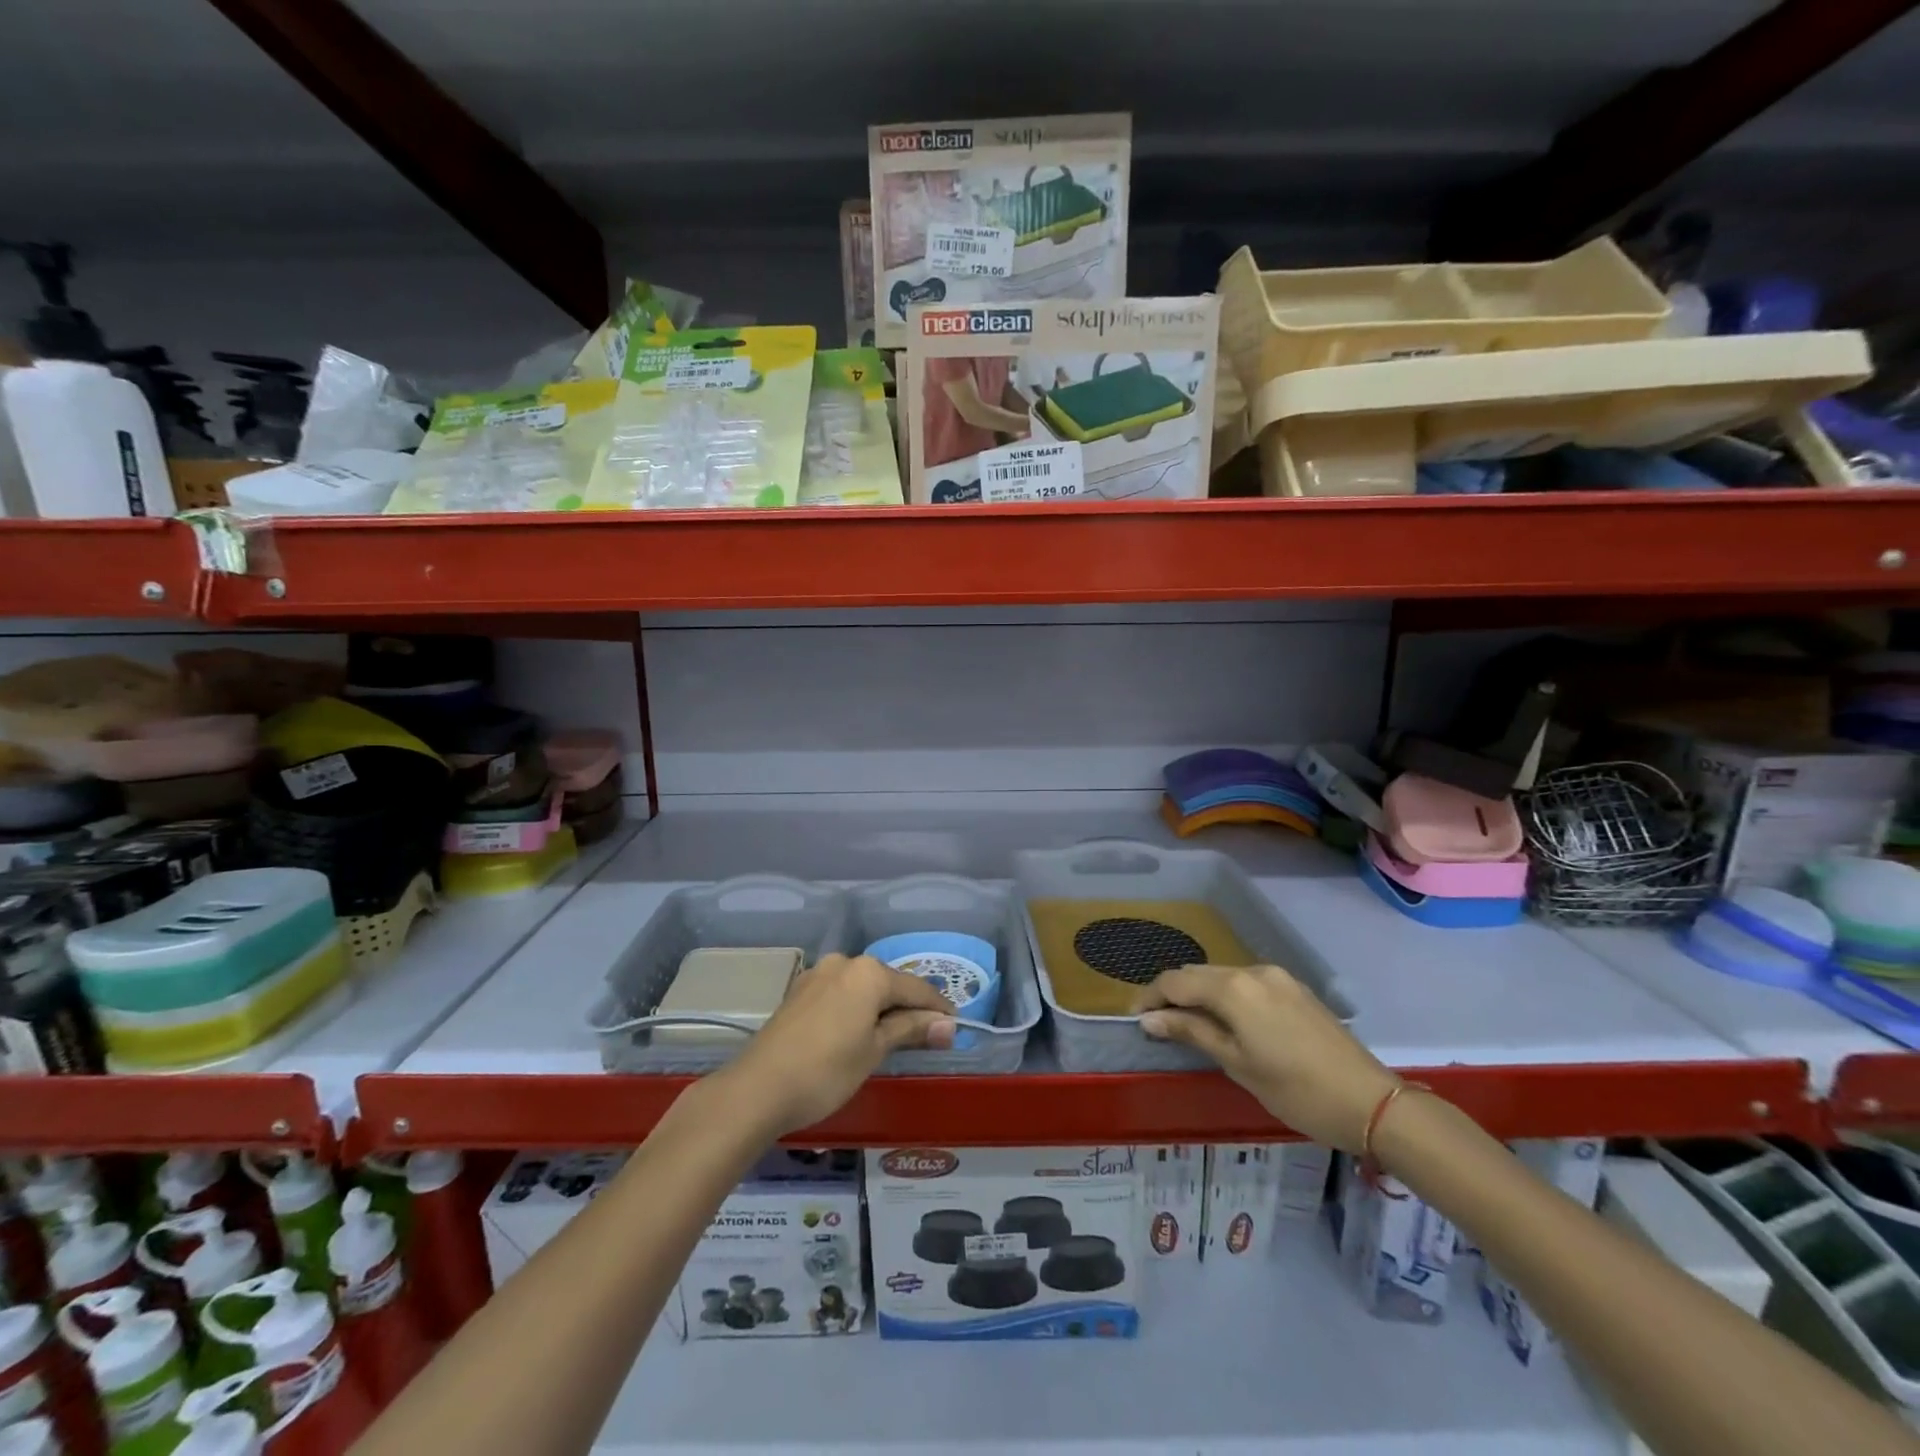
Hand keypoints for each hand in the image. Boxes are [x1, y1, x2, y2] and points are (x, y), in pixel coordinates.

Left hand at [718, 954, 955, 1135]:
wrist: (757, 1089)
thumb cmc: (826, 1070)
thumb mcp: (875, 1051)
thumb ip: (911, 1031)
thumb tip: (949, 1025)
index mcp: (869, 972)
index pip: (916, 988)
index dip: (938, 1008)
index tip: (955, 1026)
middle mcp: (844, 962)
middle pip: (888, 983)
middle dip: (908, 1008)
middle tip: (926, 1036)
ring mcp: (818, 974)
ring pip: (862, 988)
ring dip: (880, 1009)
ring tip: (893, 1037)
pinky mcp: (799, 991)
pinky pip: (840, 994)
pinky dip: (856, 1009)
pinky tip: (857, 1032)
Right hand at [1134, 964, 1397, 1152]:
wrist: (1371, 1102)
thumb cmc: (1296, 1090)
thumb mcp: (1237, 1064)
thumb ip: (1191, 1033)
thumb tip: (1149, 1020)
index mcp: (1233, 988)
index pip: (1176, 982)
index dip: (1151, 997)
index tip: (1136, 1019)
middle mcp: (1252, 971)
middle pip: (1197, 973)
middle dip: (1172, 993)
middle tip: (1157, 1023)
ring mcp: (1276, 977)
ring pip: (1222, 976)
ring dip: (1199, 993)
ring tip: (1187, 1023)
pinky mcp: (1294, 988)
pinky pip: (1246, 982)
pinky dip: (1226, 995)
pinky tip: (1225, 1020)